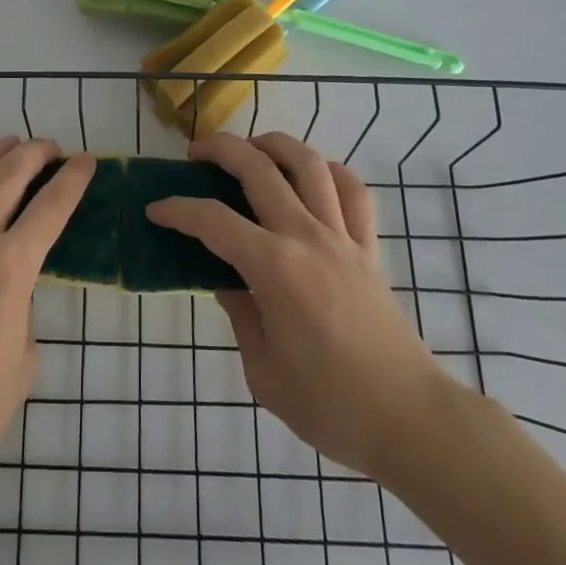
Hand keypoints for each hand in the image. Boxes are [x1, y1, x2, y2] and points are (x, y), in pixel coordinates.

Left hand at [0, 135, 93, 511]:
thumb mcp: (23, 359)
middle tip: (53, 149)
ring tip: (12, 144)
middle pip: (9, 174)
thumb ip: (25, 308)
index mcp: (11, 267)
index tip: (88, 161)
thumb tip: (14, 287)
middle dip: (36, 152)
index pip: (52, 206)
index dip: (74, 179)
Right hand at [147, 131, 447, 476]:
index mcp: (273, 267)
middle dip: (220, 150)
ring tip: (253, 148)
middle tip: (196, 154)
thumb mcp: (264, 373)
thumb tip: (229, 284)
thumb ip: (241, 318)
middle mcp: (306, 236)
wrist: (409, 420)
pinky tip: (313, 175)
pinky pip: (353, 191)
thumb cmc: (330, 406)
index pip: (213, 221)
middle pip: (258, 168)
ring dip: (274, 144)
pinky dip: (330, 172)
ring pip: (308, 164)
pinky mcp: (369, 247)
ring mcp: (342, 236)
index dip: (178, 210)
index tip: (156, 210)